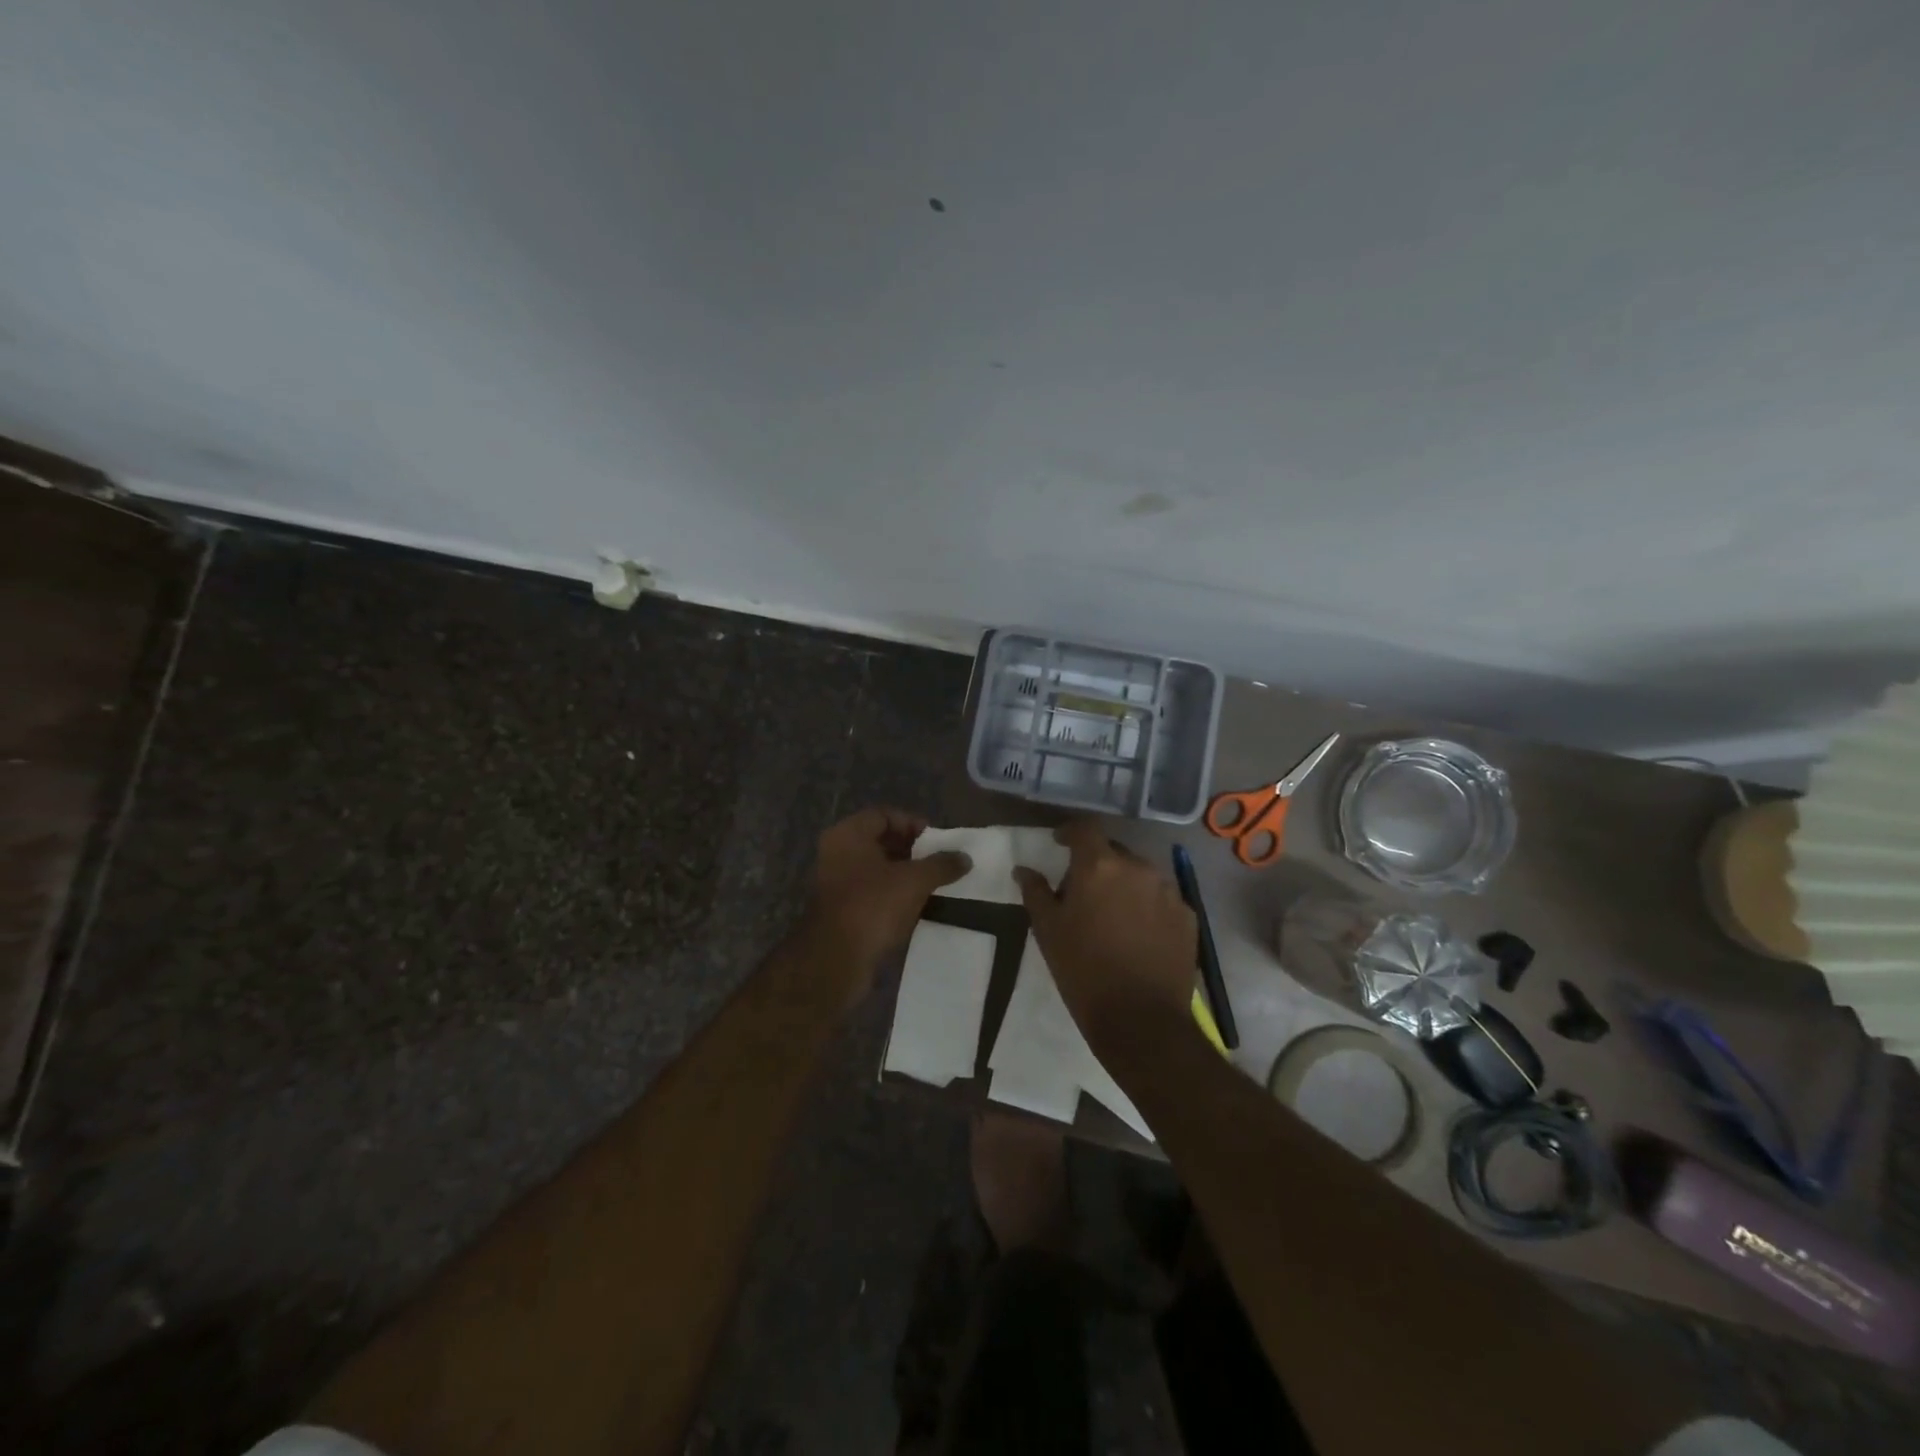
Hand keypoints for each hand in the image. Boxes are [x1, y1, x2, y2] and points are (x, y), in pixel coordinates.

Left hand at [795, 807, 971, 1008]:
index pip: (884, 814)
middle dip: (911, 849)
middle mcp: (837, 853)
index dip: (912, 823)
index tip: (936, 841)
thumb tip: (965, 858)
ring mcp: (835, 882)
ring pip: (876, 868)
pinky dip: (892, 894)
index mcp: (848, 835)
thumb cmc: (873, 907)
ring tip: (932, 884)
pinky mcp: (840, 909)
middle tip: (937, 862)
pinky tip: (915, 905)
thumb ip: (941, 865)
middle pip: (879, 840)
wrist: (835, 960)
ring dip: (903, 873)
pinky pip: (871, 891)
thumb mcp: (914, 881)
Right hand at [1014, 820, 1196, 1049]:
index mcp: (1099, 865)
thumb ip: (1035, 892)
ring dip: (1124, 884)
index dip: (1070, 832)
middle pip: (1114, 851)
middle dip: (1097, 863)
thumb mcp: (1048, 931)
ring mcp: (1168, 890)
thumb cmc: (1083, 970)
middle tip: (1083, 891)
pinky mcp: (1187, 915)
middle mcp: (1138, 867)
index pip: (1085, 828)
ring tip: (1112, 914)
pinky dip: (1147, 906)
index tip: (1060, 844)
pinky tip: (1138, 933)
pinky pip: (1161, 898)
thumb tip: (1024, 870)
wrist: (1141, 1020)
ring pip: (1140, 874)